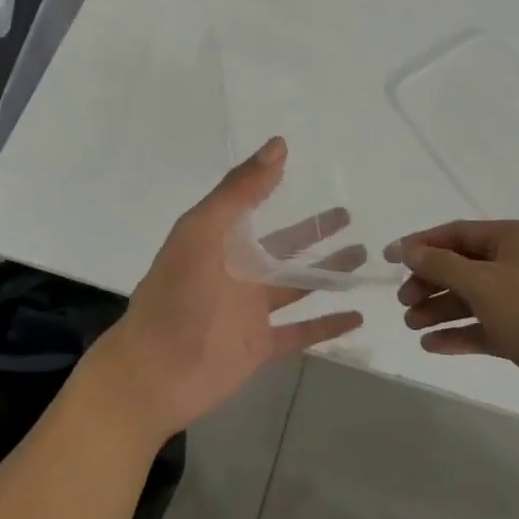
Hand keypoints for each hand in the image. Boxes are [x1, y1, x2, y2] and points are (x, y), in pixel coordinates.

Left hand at [94, 138, 364, 442]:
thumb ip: (239, 191)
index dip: (271, 184)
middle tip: (349, 215)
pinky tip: (357, 315)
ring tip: (363, 255)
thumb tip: (277, 145)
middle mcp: (238, 271)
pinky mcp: (260, 345)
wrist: (154, 373)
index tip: (301, 166)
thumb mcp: (203, 231)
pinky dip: (329, 325)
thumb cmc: (176, 295)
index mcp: (220, 241)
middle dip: (315, 230)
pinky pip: (302, 332)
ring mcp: (251, 310)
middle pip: (286, 245)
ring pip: (299, 284)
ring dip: (330, 271)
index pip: (252, 205)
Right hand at [385, 220, 518, 432]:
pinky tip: (433, 346)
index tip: (388, 259)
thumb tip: (409, 249)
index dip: (421, 244)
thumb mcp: (483, 284)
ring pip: (473, 297)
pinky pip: (485, 325)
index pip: (458, 233)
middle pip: (463, 265)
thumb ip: (441, 264)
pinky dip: (460, 333)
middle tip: (403, 302)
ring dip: (440, 309)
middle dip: (430, 281)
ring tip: (411, 326)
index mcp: (516, 238)